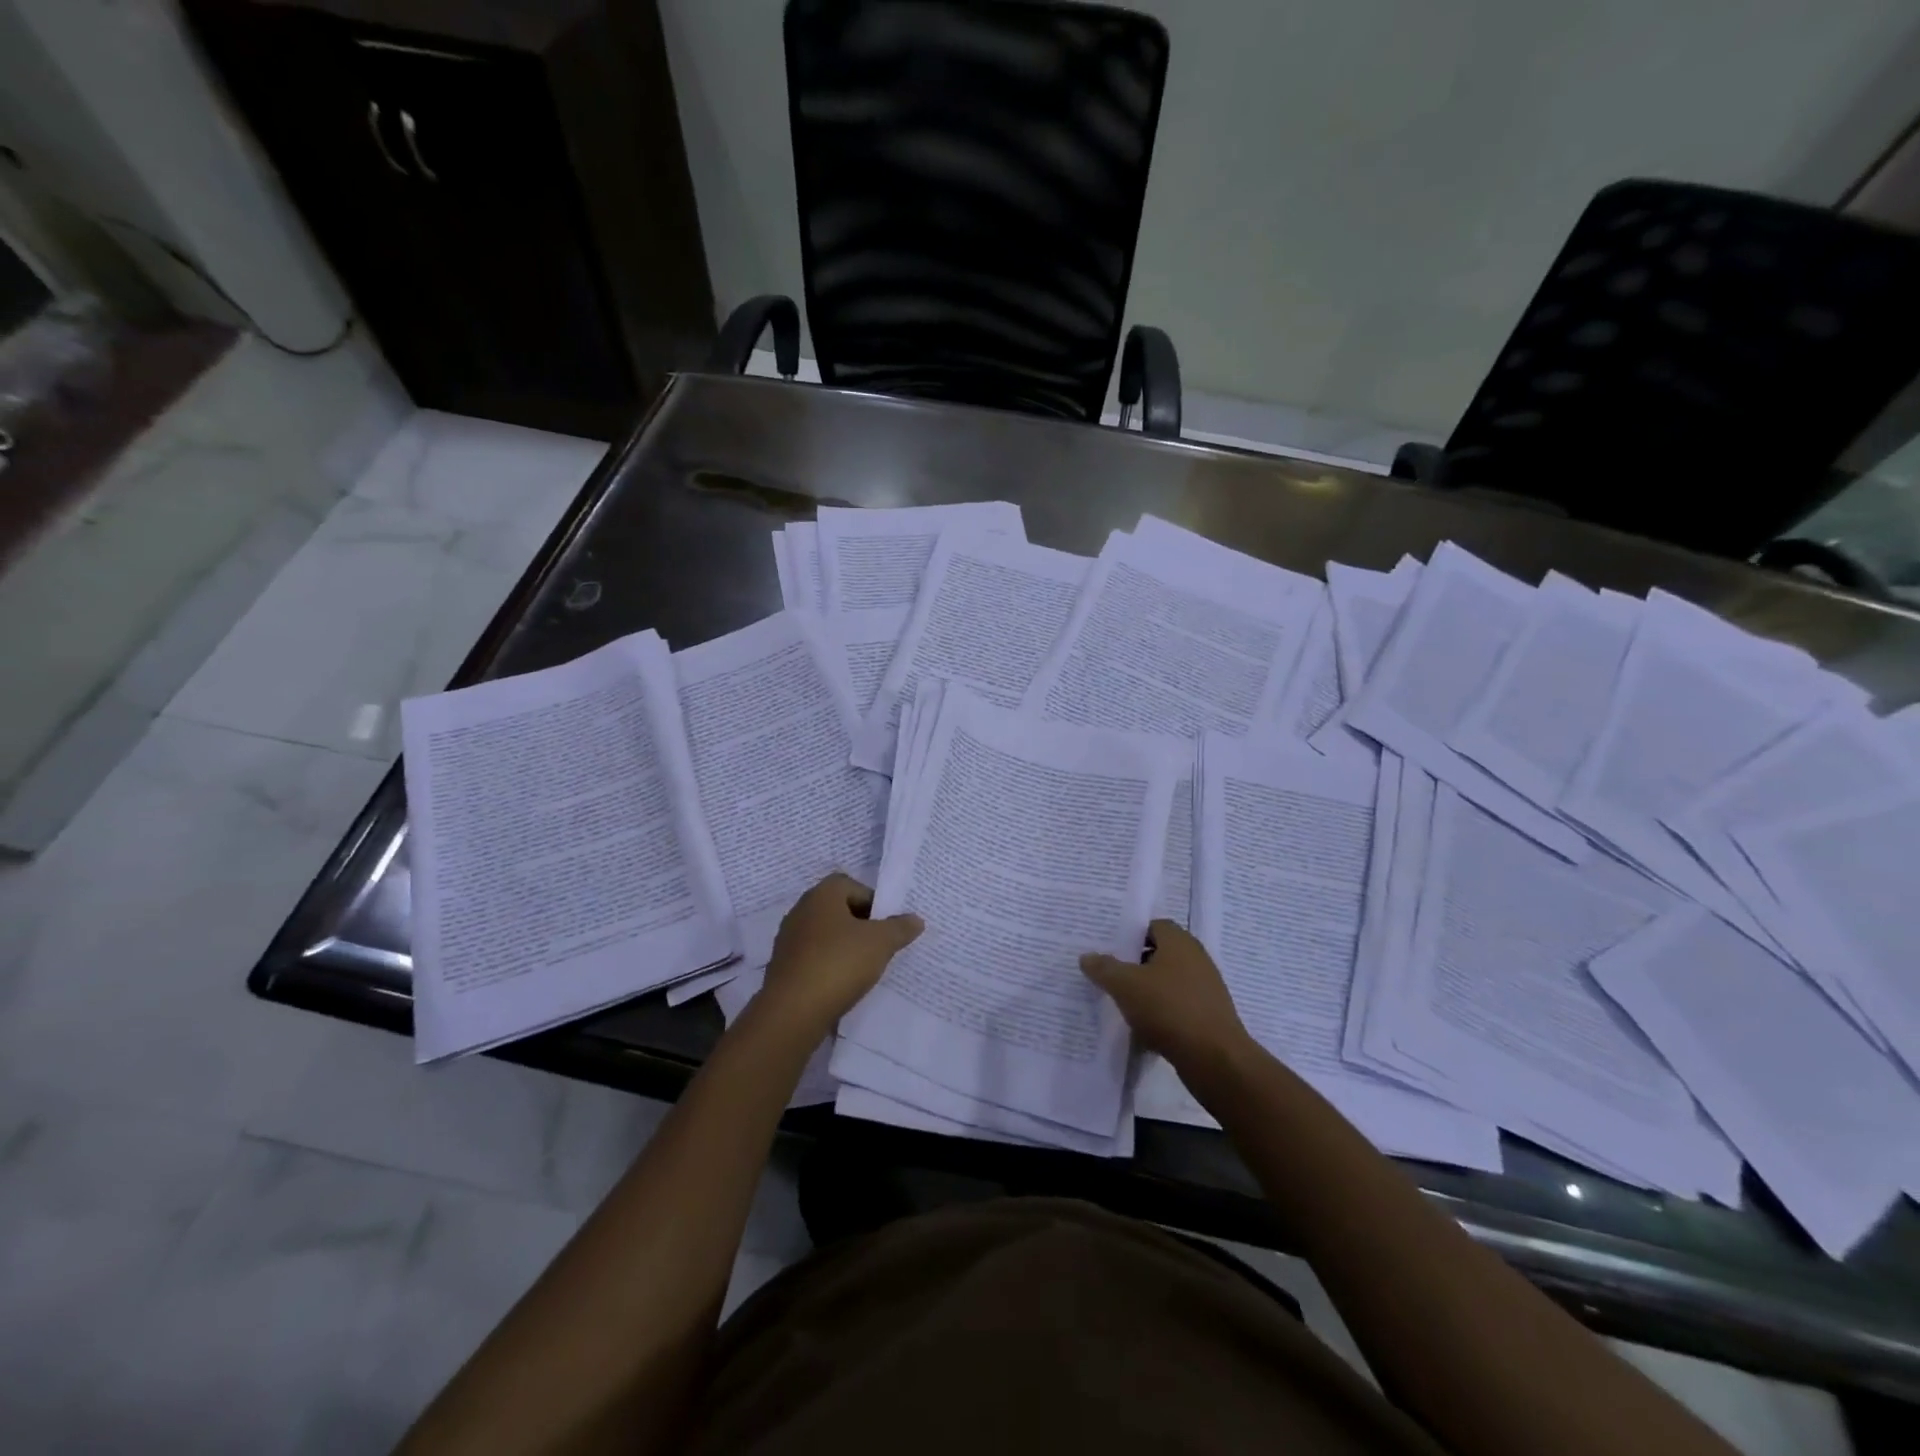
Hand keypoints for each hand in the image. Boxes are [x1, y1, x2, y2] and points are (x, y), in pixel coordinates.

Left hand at [756, 873, 922, 1033]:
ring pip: (826, 936)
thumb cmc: (839, 964)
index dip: (873, 902)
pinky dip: (830, 966)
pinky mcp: (784, 967)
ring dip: (845, 947)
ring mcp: (789, 940)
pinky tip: (843, 985)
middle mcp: (801, 910)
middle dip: (862, 926)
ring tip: (865, 968)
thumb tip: (915, 919)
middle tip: (881, 946)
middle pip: (839, 910)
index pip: (852, 885)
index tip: (888, 925)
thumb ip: (900, 928)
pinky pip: (814, 958)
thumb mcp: (880, 943)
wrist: (792, 1012)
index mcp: (822, 895)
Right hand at [1081, 919, 1253, 1067]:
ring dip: (1146, 990)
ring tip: (1119, 1001)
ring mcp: (1205, 989)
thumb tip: (1087, 956)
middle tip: (1108, 972)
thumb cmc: (1169, 1008)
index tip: (1108, 946)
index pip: (1153, 925)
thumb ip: (1104, 968)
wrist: (1215, 1059)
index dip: (1131, 933)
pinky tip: (1141, 1028)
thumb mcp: (1125, 985)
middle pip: (1160, 953)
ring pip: (1167, 982)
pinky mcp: (1208, 1017)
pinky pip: (1177, 1007)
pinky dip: (1160, 1013)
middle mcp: (1196, 959)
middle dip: (1135, 963)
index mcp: (1180, 942)